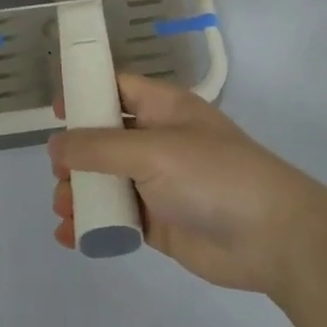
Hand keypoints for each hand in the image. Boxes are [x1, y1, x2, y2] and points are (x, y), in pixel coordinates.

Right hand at [48, 75, 326, 296]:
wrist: (271, 237)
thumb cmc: (213, 176)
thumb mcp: (153, 151)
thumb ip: (99, 147)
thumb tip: (56, 145)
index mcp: (164, 110)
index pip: (118, 89)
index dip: (86, 93)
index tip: (54, 110)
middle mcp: (159, 142)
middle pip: (104, 139)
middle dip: (75, 155)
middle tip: (59, 175)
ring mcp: (159, 184)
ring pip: (106, 181)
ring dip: (80, 193)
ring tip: (65, 209)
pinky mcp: (158, 223)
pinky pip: (116, 218)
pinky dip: (93, 225)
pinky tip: (71, 236)